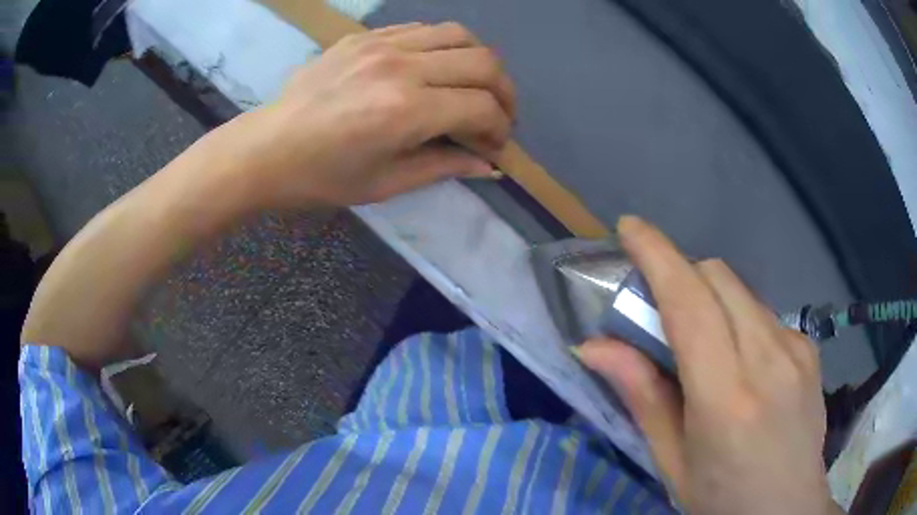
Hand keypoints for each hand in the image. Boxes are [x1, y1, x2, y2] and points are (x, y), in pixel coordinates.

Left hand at [206, 22, 513, 208]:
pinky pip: (423, 29)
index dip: (500, 129)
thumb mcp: (385, 184)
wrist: (265, 149)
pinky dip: (443, 47)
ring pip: (459, 35)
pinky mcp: (365, 36)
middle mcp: (401, 67)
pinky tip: (435, 69)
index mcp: (406, 111)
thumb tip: (489, 165)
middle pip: (484, 62)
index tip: (495, 146)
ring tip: (474, 87)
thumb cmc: (320, 178)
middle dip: (504, 93)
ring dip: (479, 62)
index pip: (482, 107)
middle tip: (498, 116)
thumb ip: (444, 166)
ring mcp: (382, 44)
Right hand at [576, 216, 838, 514]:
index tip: (630, 228)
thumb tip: (594, 346)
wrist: (787, 508)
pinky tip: (744, 363)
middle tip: (661, 310)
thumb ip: (642, 397)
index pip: (689, 304)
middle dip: (682, 276)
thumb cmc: (722, 498)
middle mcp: (768, 359)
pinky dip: (740, 320)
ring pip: (742, 291)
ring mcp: (796, 348)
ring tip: (704, 345)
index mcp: (725, 398)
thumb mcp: (672, 461)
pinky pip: (764, 313)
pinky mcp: (809, 347)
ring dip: (711, 298)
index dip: (657, 256)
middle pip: (718, 277)